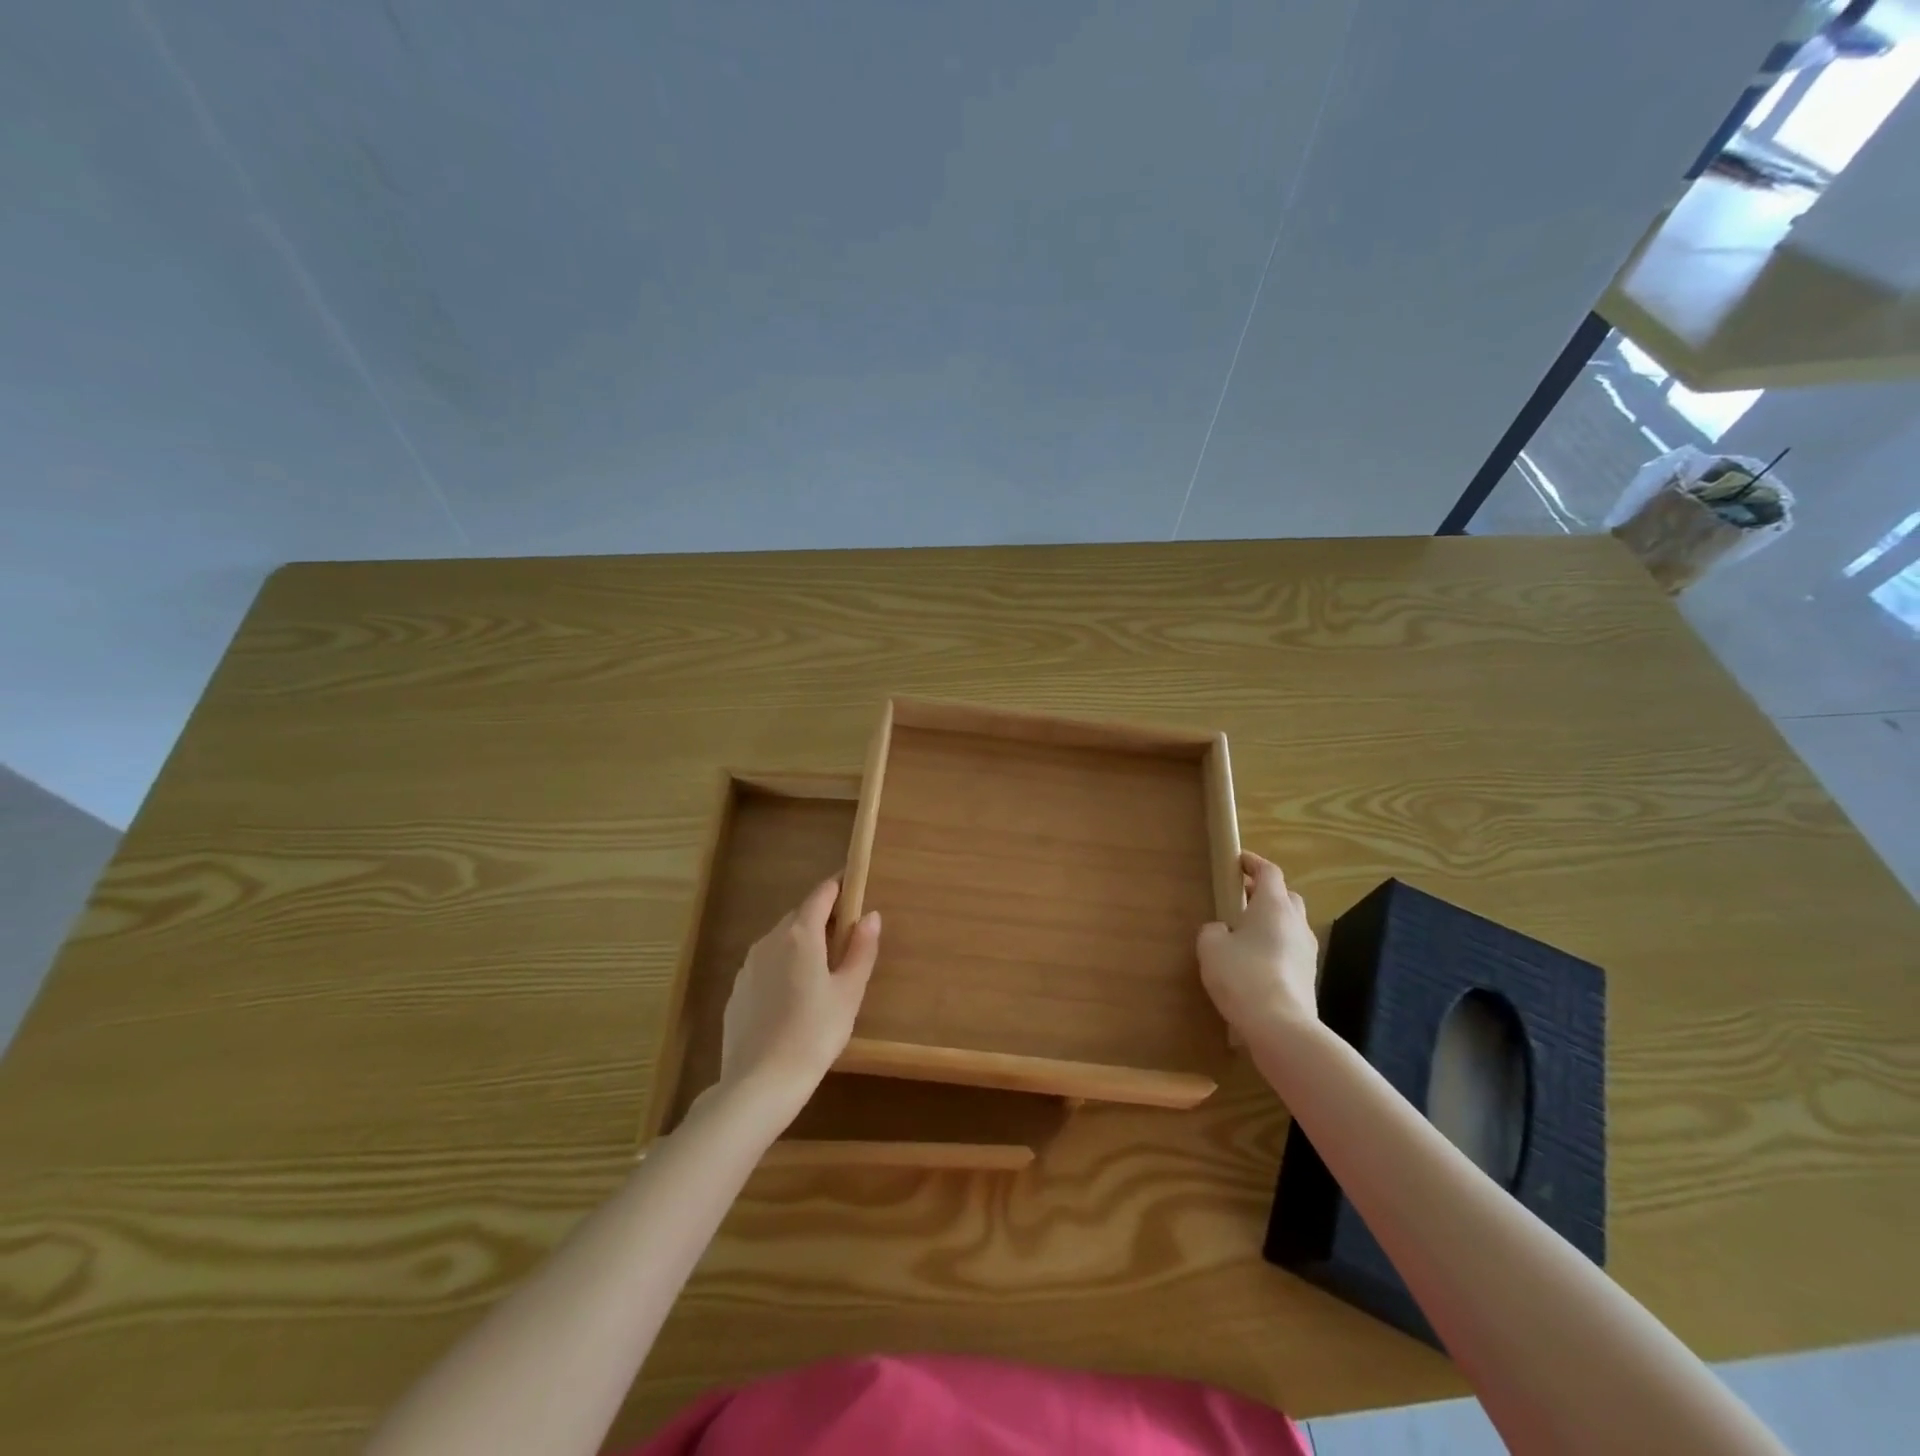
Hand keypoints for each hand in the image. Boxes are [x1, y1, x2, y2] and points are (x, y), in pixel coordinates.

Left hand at [716, 878, 880, 1116]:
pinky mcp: (737, 991)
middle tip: (846, 939)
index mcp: (801, 935)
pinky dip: (782, 968)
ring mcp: (748, 965)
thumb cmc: (814, 1033)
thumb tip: (870, 916)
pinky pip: (765, 966)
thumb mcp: (849, 992)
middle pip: (800, 916)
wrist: (759, 1083)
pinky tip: (793, 999)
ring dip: (802, 944)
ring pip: (780, 941)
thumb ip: (861, 949)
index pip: (821, 894)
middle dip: (823, 919)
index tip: (855, 887)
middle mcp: (770, 940)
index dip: (839, 887)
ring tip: (822, 972)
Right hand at [1197, 852, 1318, 1039]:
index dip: (1253, 863)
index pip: (1269, 872)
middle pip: (1286, 896)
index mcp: (1273, 906)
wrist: (1281, 1026)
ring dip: (1271, 922)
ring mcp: (1307, 951)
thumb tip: (1222, 930)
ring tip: (1244, 934)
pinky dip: (1275, 947)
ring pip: (1290, 924)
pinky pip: (1290, 950)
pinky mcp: (1308, 976)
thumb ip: (1213, 930)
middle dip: (1264, 893)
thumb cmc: (1243, 975)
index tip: (1237, 861)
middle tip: (1240, 898)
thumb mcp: (1211, 946)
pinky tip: (1255, 963)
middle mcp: (1296, 923)